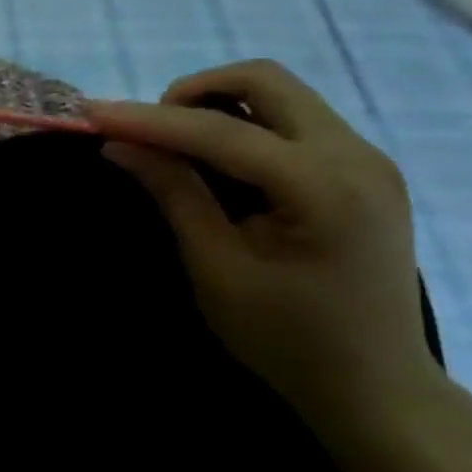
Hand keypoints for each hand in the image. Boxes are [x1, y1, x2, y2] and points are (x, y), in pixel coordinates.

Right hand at [89, 60, 445, 433]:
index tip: (93, 114)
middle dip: (194, 92)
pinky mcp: (366, 169)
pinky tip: (222, 161)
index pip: (221, 131)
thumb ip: (174, 194)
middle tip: (150, 132)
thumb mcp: (217, 269)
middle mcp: (356, 155)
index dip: (149, 119)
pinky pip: (296, 119)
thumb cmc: (288, 341)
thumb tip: (119, 144)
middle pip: (264, 80)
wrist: (378, 391)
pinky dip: (248, 123)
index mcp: (323, 188)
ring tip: (179, 146)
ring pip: (281, 93)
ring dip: (221, 104)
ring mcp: (368, 158)